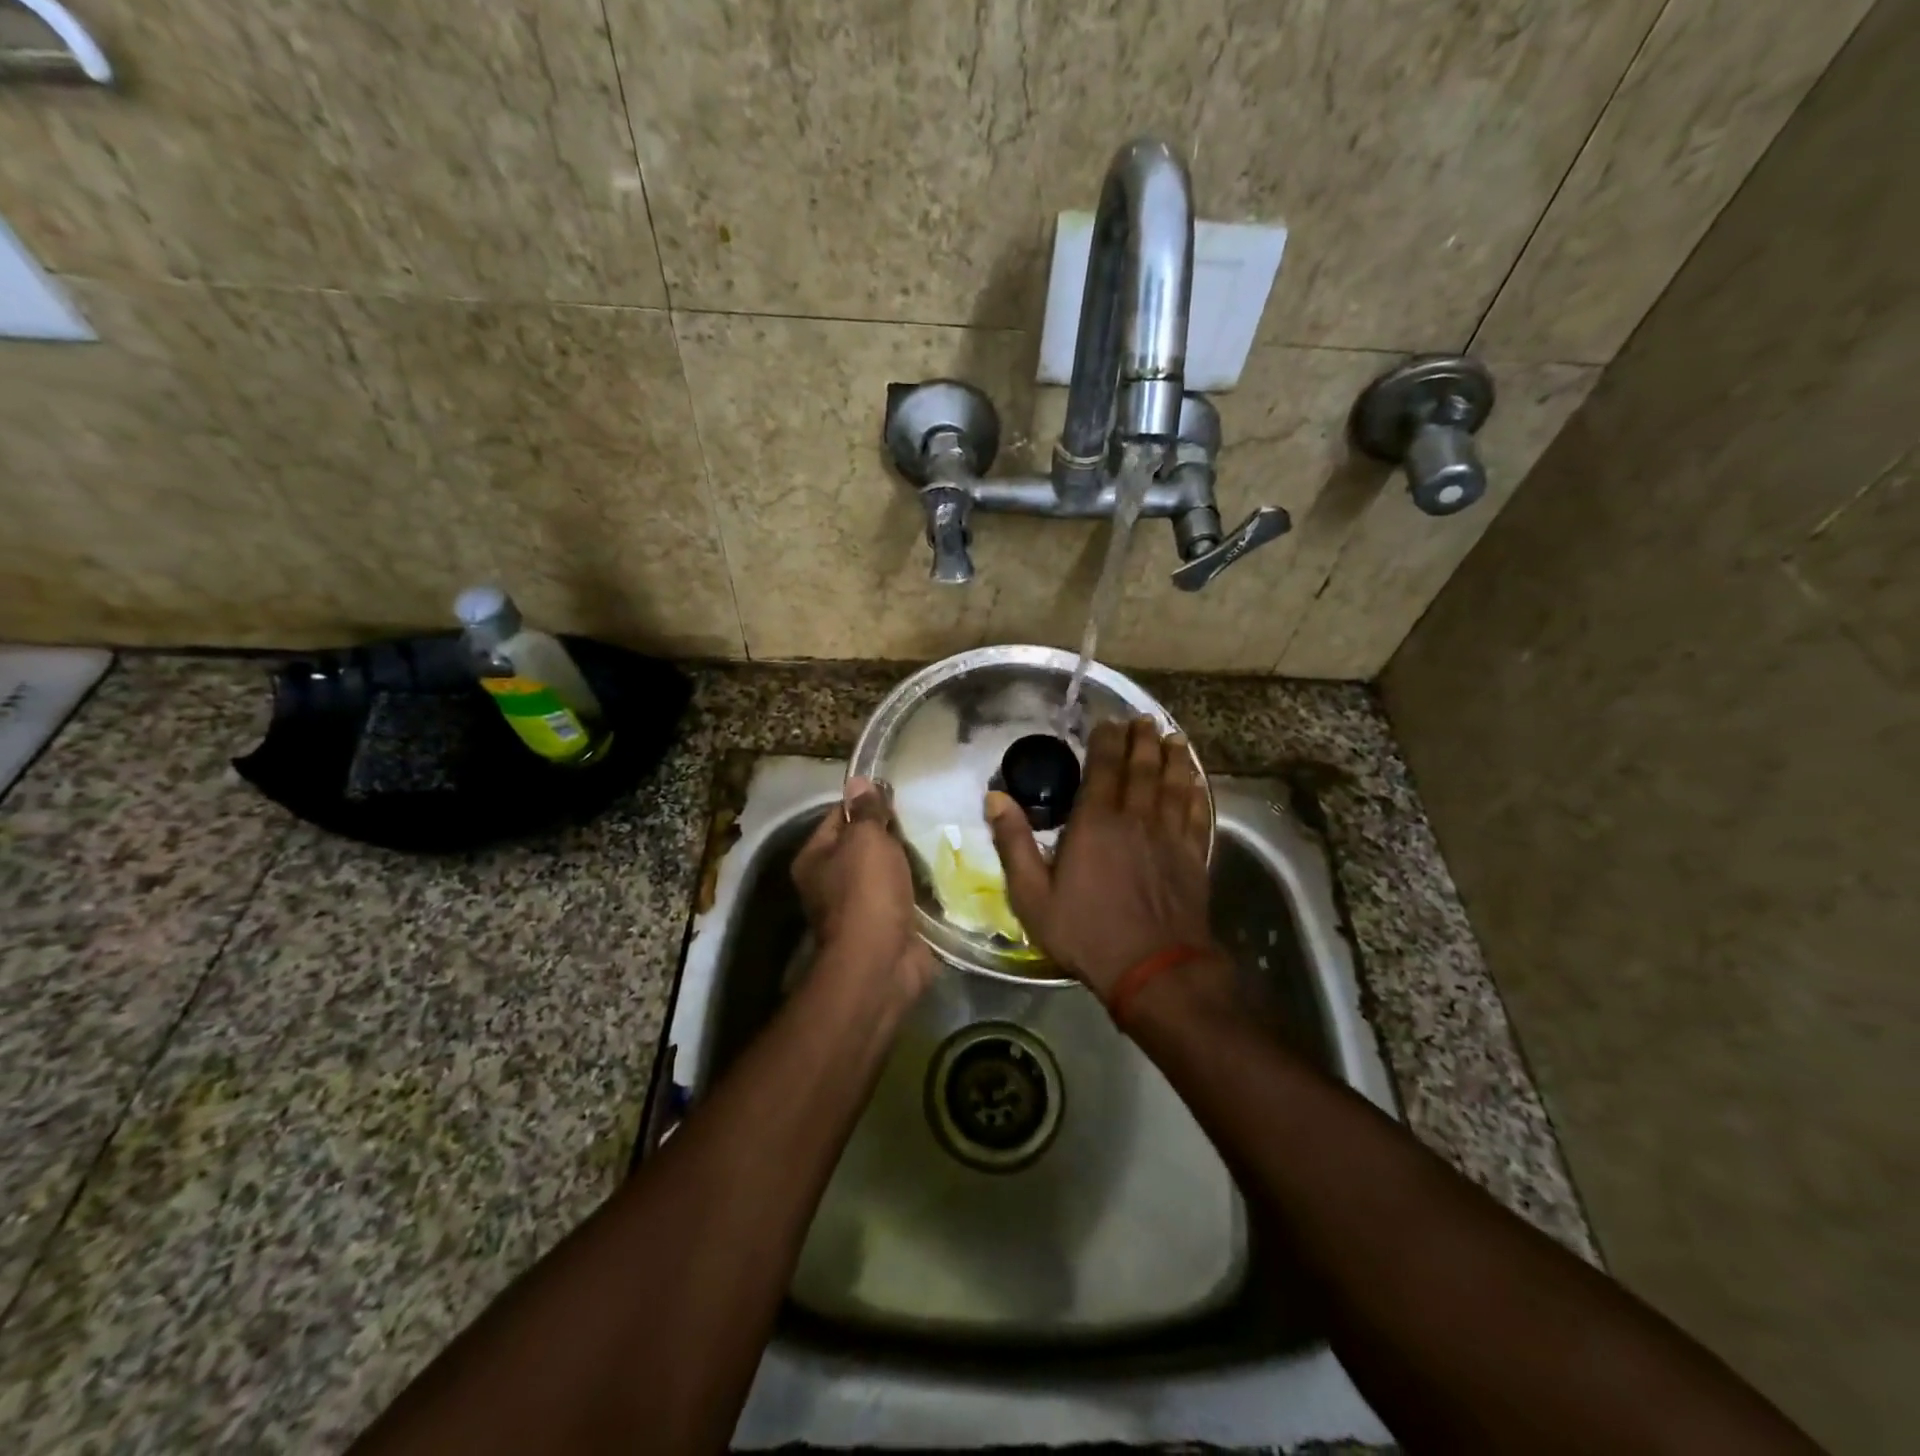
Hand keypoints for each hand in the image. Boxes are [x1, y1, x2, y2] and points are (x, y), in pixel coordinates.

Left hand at [792, 777, 934, 996]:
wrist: (881, 963)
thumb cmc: (866, 892)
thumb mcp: (865, 840)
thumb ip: (865, 810)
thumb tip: (858, 780)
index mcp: (815, 858)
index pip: (838, 816)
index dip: (866, 802)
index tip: (898, 793)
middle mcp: (831, 882)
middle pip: (865, 845)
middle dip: (893, 832)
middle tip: (927, 813)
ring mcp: (861, 907)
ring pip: (889, 870)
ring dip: (911, 859)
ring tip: (942, 835)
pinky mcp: (889, 925)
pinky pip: (907, 895)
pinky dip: (923, 886)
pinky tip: (947, 869)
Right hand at [987, 718, 1214, 999]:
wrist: (1153, 968)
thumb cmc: (1086, 932)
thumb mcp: (1033, 895)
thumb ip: (1013, 843)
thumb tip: (994, 798)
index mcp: (1095, 822)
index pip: (1104, 767)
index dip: (1106, 740)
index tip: (1108, 721)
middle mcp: (1135, 817)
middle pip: (1142, 767)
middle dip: (1142, 739)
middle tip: (1143, 719)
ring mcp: (1169, 835)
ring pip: (1173, 782)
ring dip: (1173, 756)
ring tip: (1172, 736)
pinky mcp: (1193, 855)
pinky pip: (1197, 811)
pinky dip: (1196, 790)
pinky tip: (1195, 780)